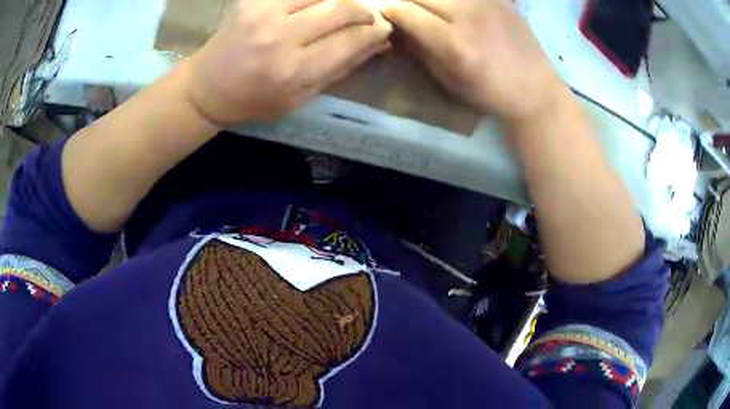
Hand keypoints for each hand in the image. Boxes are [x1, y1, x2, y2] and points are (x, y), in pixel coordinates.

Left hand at [184, 0, 391, 124]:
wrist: (207, 88)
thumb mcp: (301, 98)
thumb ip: (340, 69)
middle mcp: (280, 38)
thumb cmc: (255, 100)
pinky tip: (318, 3)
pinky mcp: (251, 0)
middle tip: (367, 15)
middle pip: (340, 8)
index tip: (383, 27)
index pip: (350, 40)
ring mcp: (263, 13)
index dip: (374, 31)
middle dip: (363, 10)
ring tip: (343, 8)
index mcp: (293, 71)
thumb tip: (379, 44)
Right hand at [382, 0, 564, 123]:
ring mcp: (487, 4)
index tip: (387, 14)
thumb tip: (400, 28)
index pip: (407, 12)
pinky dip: (456, 0)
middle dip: (407, 0)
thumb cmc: (490, 93)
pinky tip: (456, 8)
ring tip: (431, 8)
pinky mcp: (502, 0)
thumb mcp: (450, 81)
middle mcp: (468, 16)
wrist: (536, 91)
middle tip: (407, 8)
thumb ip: (422, 50)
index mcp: (453, 44)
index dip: (391, 11)